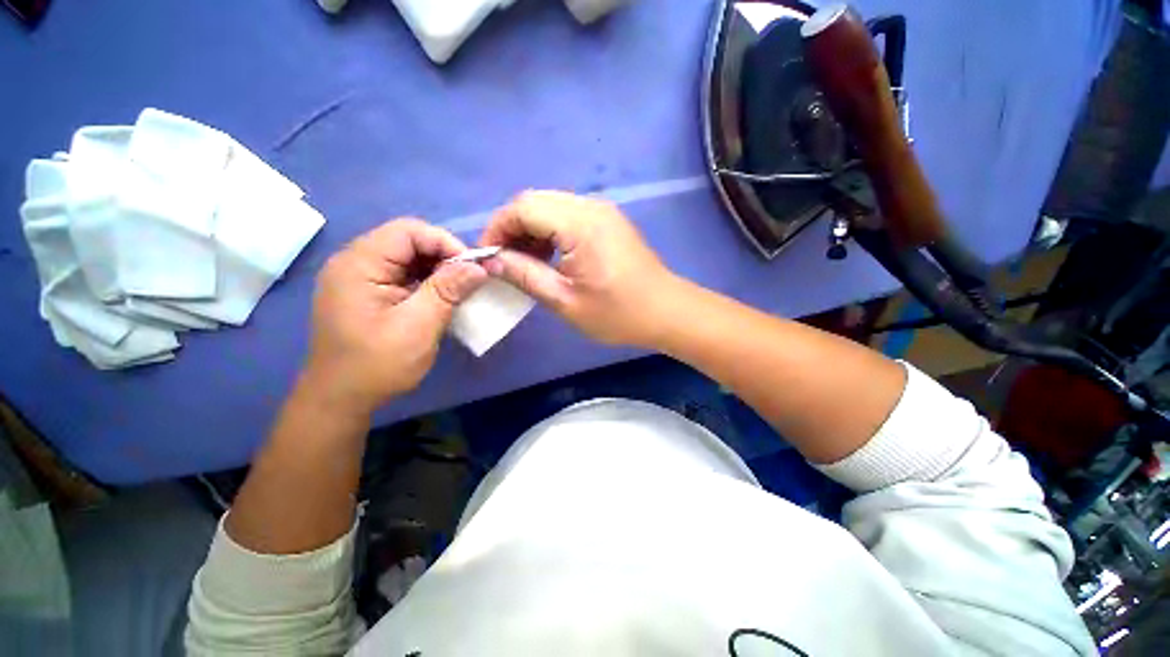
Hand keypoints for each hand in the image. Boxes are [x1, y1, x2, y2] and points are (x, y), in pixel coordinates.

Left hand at [303, 219, 487, 413]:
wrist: (340, 399)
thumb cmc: (377, 365)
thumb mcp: (419, 326)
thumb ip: (448, 291)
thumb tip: (479, 266)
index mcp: (359, 264)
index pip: (408, 231)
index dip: (445, 243)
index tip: (473, 268)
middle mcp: (355, 263)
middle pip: (407, 241)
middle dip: (444, 257)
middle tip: (470, 280)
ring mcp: (359, 278)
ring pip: (407, 258)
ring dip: (437, 270)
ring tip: (460, 290)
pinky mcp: (367, 293)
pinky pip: (402, 275)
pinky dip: (426, 282)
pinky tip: (441, 298)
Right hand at [479, 190, 678, 346]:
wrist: (666, 311)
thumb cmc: (618, 313)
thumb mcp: (566, 301)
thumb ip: (526, 276)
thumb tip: (493, 260)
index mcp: (580, 224)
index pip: (522, 207)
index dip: (497, 228)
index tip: (488, 257)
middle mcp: (590, 206)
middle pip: (534, 201)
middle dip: (511, 228)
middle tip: (504, 262)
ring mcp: (602, 211)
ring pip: (550, 206)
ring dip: (530, 230)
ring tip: (524, 263)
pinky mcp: (607, 220)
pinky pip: (567, 215)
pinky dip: (549, 231)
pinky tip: (548, 257)